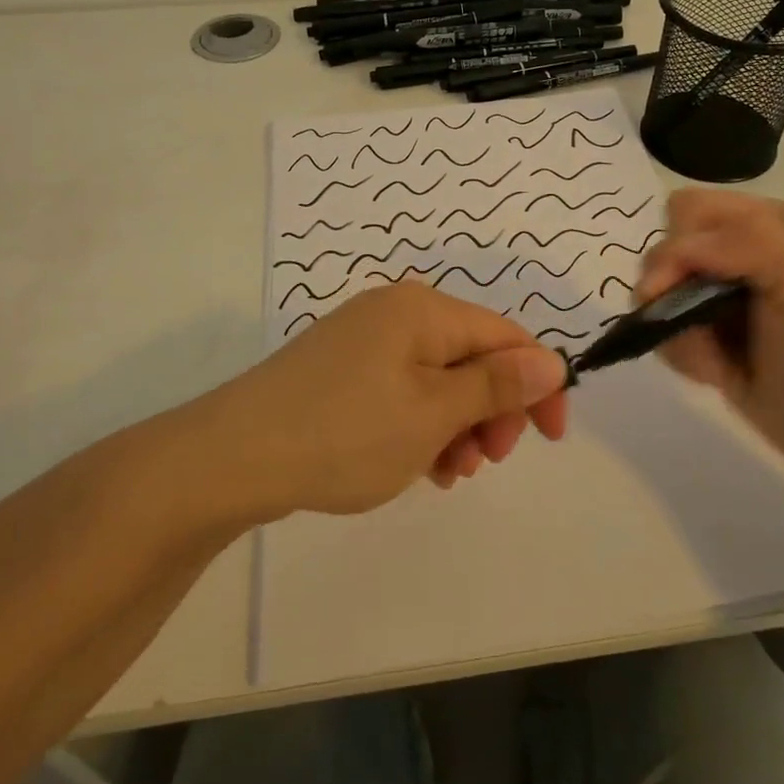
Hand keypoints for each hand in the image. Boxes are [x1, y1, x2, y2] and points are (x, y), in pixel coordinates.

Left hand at [201, 283, 569, 517]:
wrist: (231, 457)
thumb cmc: (345, 433)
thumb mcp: (433, 414)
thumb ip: (497, 385)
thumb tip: (552, 361)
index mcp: (423, 310)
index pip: (505, 336)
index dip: (537, 384)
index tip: (550, 439)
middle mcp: (396, 312)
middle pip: (470, 355)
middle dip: (491, 409)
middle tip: (484, 462)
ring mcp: (363, 339)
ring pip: (437, 378)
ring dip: (456, 424)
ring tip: (446, 473)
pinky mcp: (340, 369)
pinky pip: (402, 389)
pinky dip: (420, 424)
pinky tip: (415, 464)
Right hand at [634, 188, 783, 473]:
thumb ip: (747, 240)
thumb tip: (672, 253)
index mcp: (771, 224)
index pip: (696, 208)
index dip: (682, 240)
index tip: (683, 282)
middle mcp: (740, 252)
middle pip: (667, 246)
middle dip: (671, 287)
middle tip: (687, 321)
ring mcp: (719, 294)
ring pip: (658, 291)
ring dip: (678, 328)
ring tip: (713, 360)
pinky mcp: (704, 332)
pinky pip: (662, 328)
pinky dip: (680, 353)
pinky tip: (714, 373)